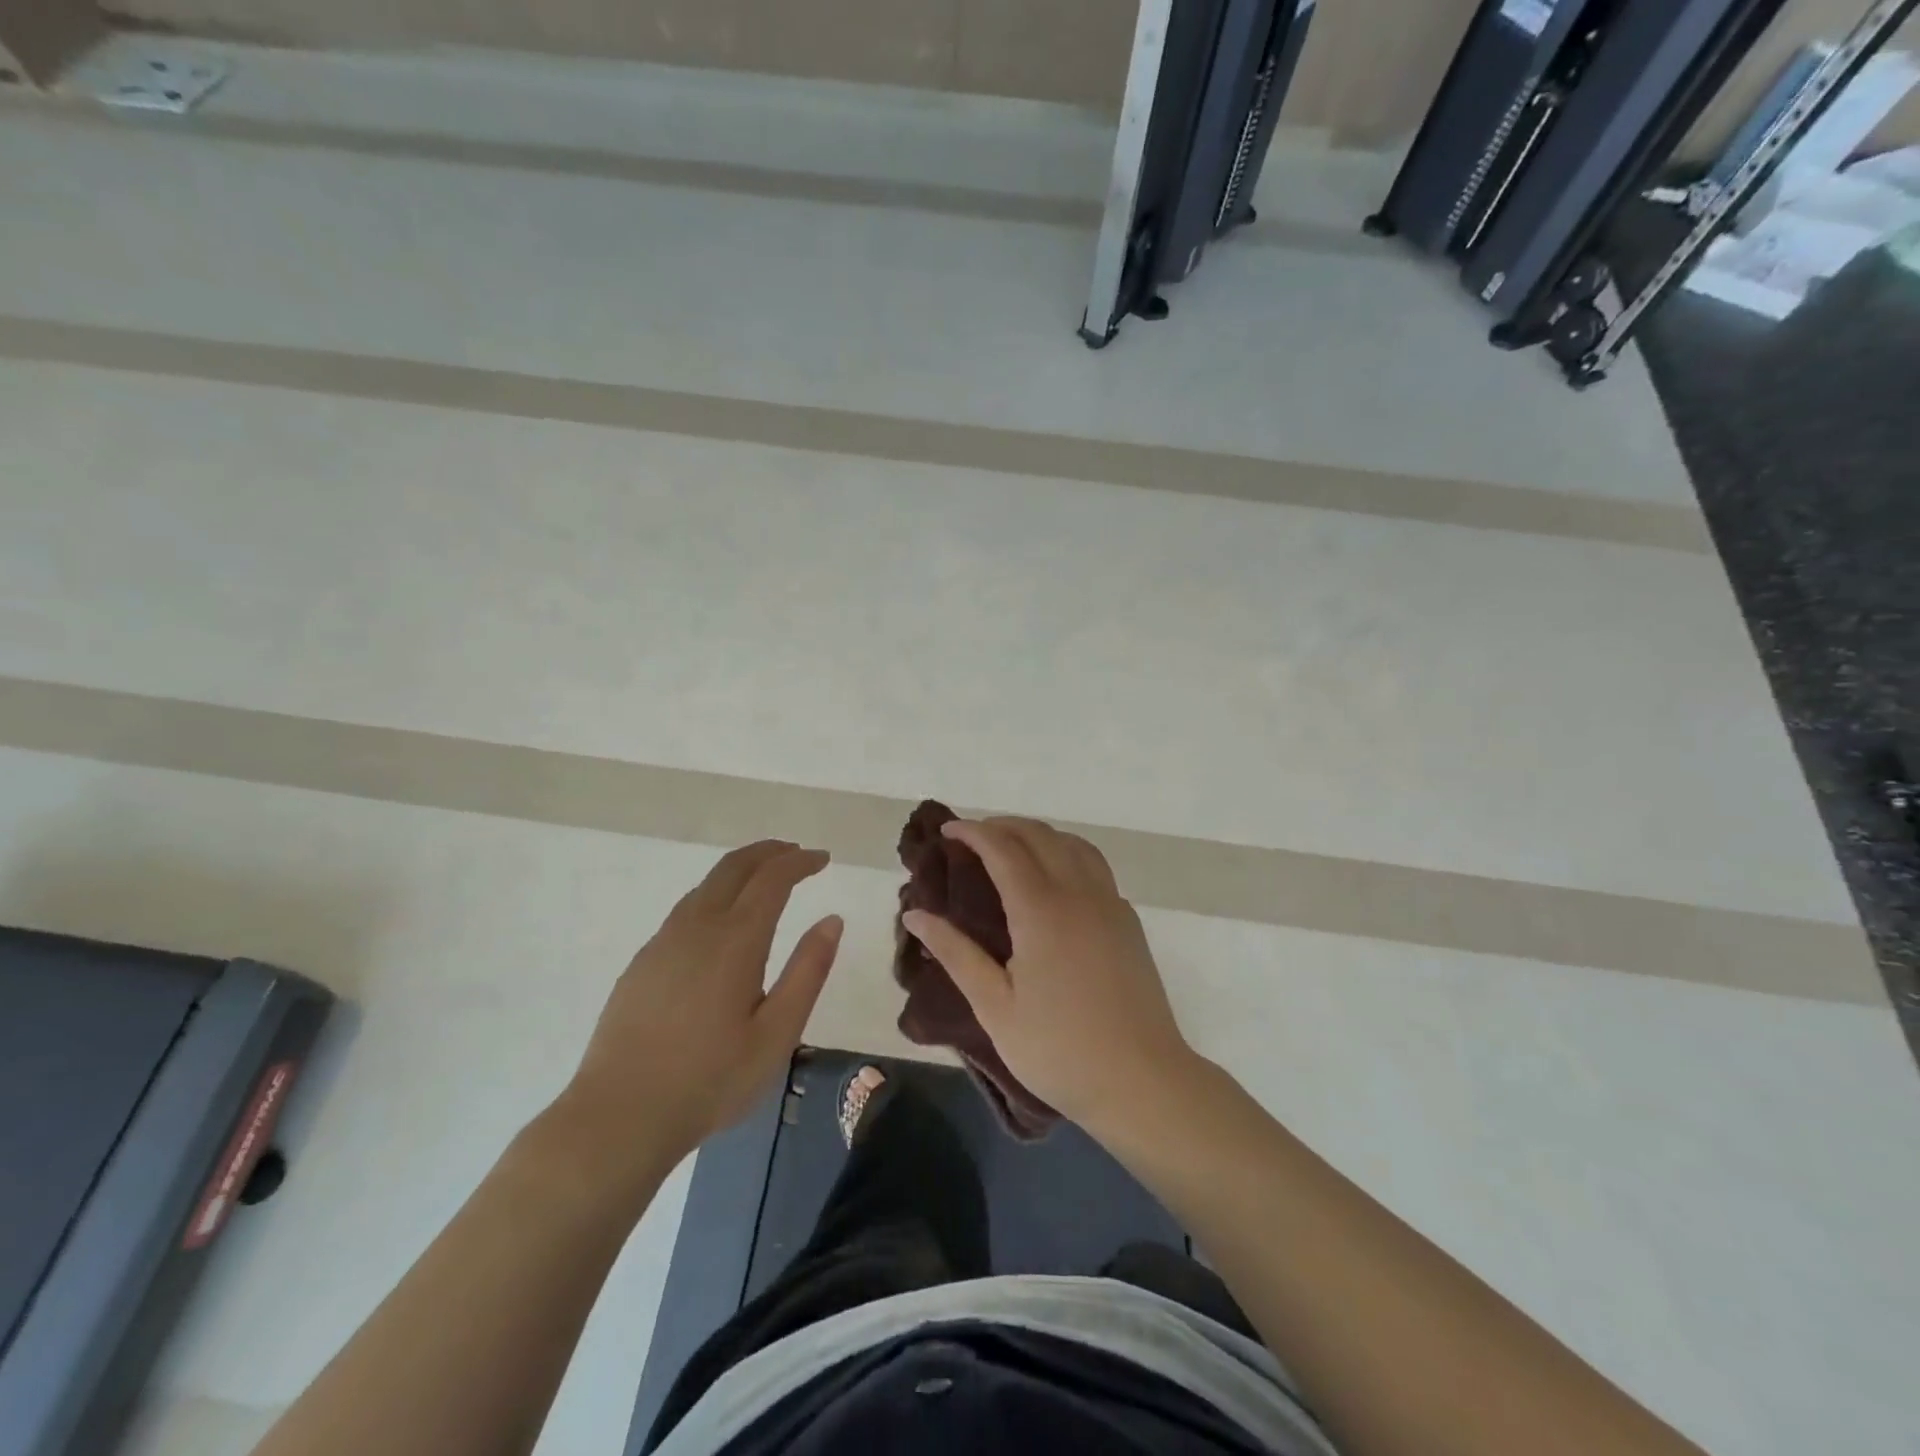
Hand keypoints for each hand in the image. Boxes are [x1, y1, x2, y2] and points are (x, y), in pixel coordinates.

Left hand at [558, 841, 841, 1170]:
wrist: (618, 1116)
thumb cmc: (710, 1080)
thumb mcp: (777, 1034)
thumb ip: (807, 971)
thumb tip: (832, 920)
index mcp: (735, 940)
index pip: (772, 878)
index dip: (800, 861)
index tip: (822, 858)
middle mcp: (697, 927)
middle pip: (734, 866)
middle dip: (769, 852)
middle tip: (796, 854)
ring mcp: (663, 942)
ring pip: (706, 885)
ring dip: (741, 870)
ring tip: (765, 880)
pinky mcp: (643, 962)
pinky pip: (686, 909)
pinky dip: (716, 895)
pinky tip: (722, 922)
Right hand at [902, 817, 1197, 1136]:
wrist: (1142, 1081)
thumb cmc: (1059, 1049)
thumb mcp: (995, 1007)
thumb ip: (956, 953)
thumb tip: (915, 914)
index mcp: (1041, 910)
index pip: (1003, 848)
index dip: (973, 832)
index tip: (947, 830)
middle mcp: (1079, 893)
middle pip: (1040, 835)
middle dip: (1002, 826)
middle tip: (971, 838)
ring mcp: (1110, 903)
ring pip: (1073, 844)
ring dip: (1038, 835)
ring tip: (1011, 849)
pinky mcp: (1128, 921)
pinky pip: (1095, 866)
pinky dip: (1066, 853)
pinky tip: (1054, 880)